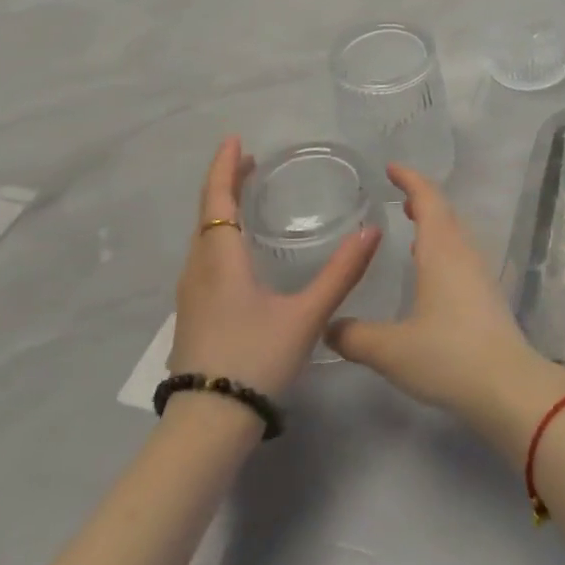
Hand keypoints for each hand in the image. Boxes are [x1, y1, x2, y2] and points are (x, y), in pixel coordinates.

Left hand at [168, 135, 380, 397]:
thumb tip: (373, 231)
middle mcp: (199, 270)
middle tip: (250, 161)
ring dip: (221, 209)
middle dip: (227, 183)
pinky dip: (220, 235)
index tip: (235, 139)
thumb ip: (341, 273)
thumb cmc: (256, 359)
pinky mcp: (193, 315)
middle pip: (208, 214)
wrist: (208, 425)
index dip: (225, 167)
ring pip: (203, 238)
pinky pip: (204, 257)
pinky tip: (238, 250)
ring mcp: (191, 295)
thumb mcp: (306, 315)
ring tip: (245, 196)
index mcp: (222, 261)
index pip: (218, 200)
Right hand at [327, 165, 564, 461]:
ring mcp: (479, 273)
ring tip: (412, 225)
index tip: (391, 168)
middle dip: (422, 198)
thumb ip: (355, 337)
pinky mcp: (486, 294)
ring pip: (455, 234)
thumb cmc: (447, 356)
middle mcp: (463, 252)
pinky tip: (430, 270)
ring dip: (434, 223)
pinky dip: (442, 246)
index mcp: (441, 250)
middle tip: (398, 194)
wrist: (506, 385)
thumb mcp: (391, 349)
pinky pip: (461, 254)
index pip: (428, 198)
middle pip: (444, 212)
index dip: (410, 179)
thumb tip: (328, 327)